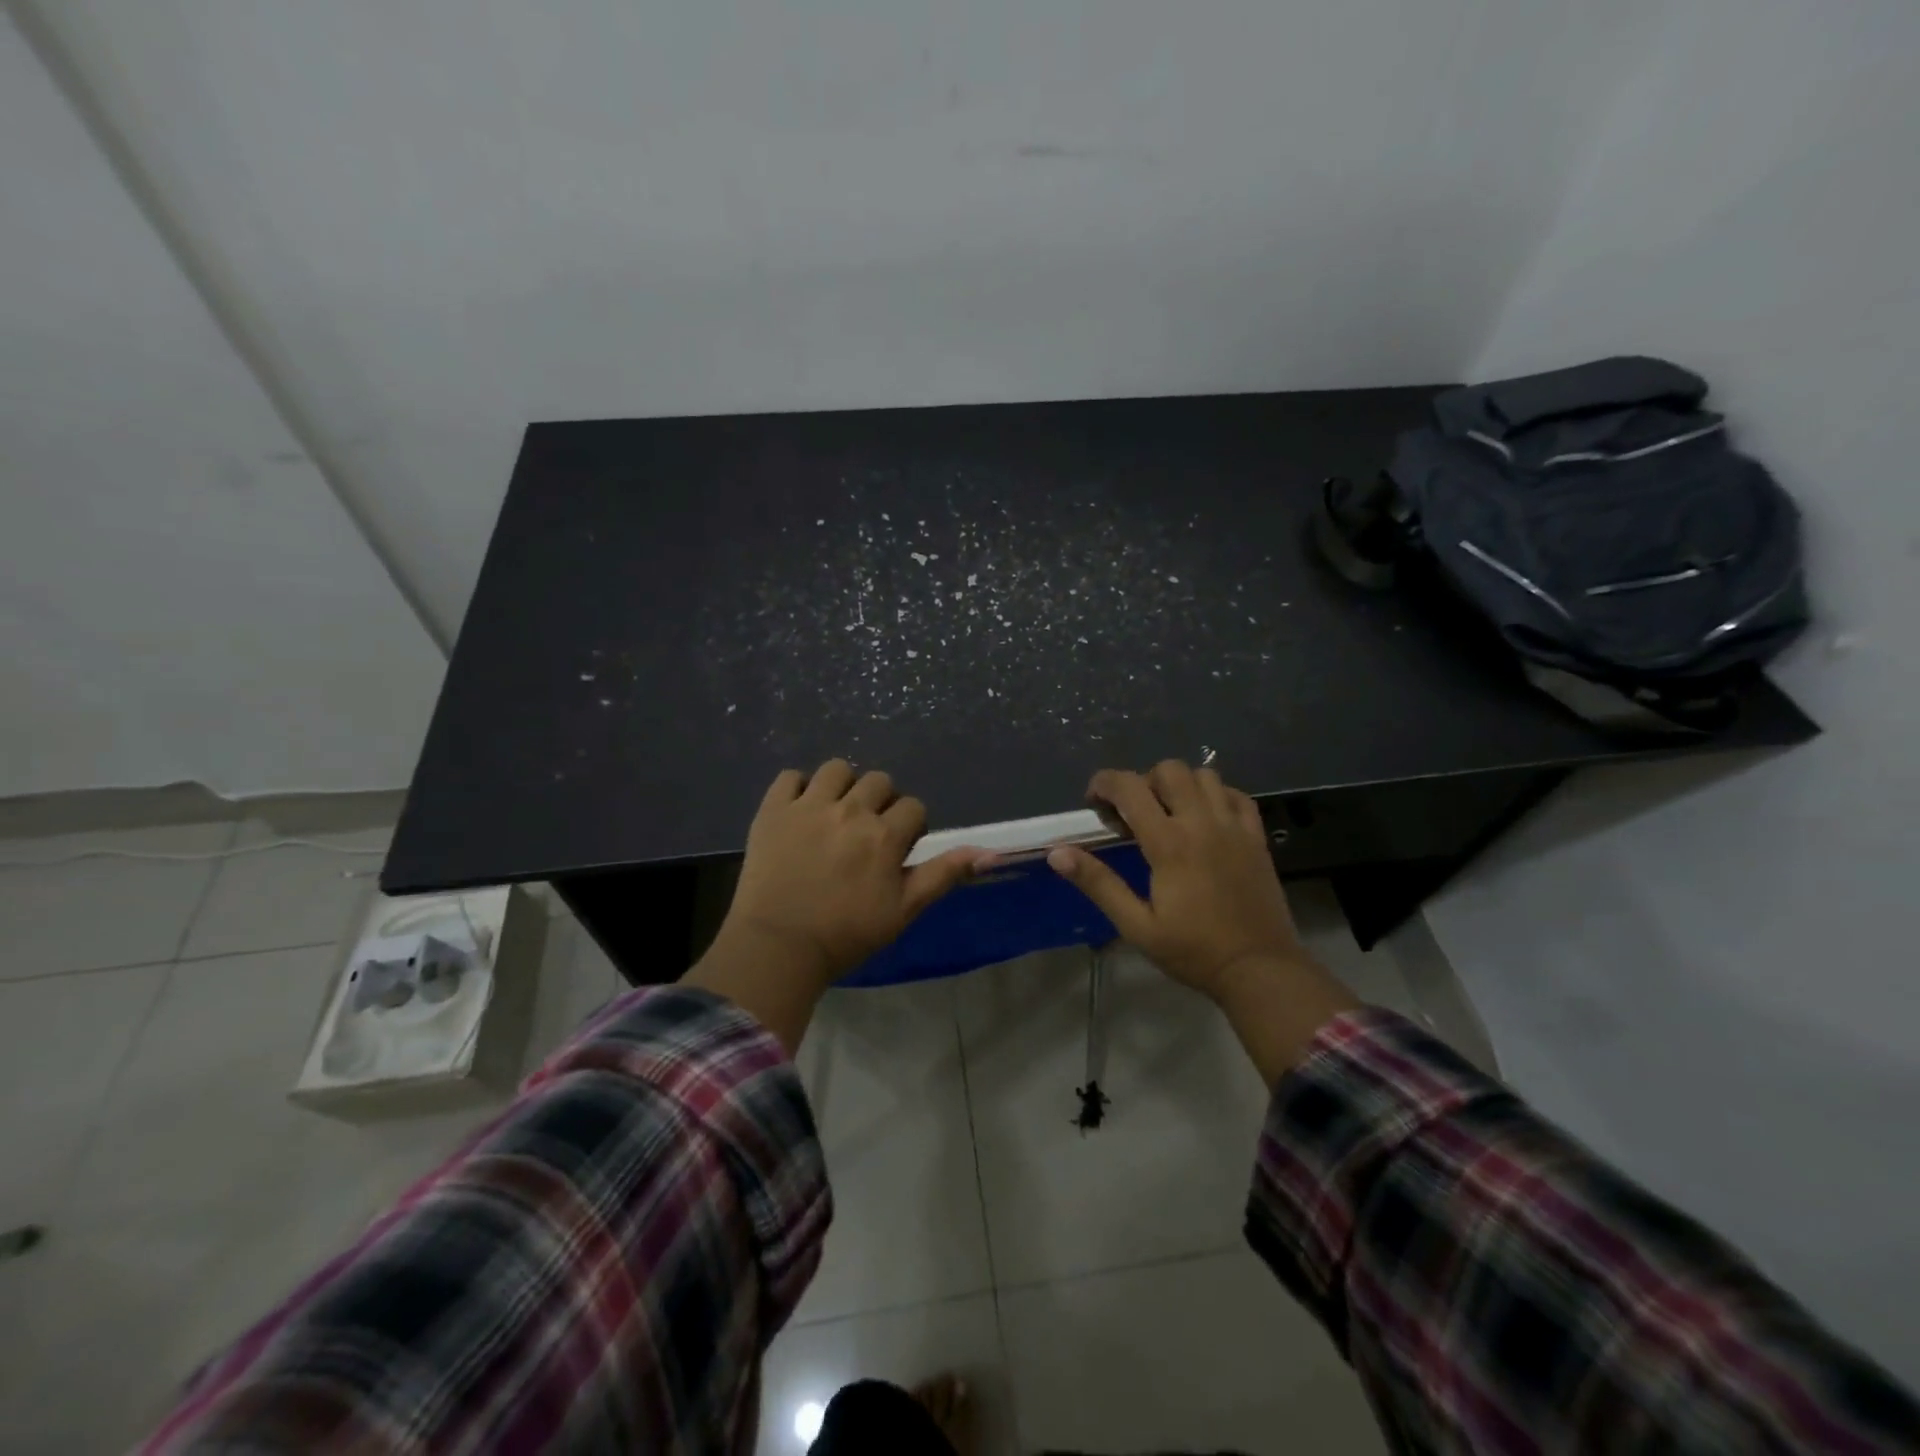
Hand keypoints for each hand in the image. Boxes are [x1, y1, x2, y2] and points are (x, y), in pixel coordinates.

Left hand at [719, 759, 993, 986]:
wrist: (778, 947)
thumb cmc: (846, 934)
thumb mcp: (904, 910)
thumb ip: (944, 874)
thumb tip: (990, 852)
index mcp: (884, 835)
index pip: (913, 807)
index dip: (910, 827)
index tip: (897, 850)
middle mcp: (851, 810)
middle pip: (879, 781)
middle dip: (881, 803)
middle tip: (867, 833)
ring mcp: (808, 805)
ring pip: (838, 769)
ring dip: (843, 786)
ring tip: (835, 813)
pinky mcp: (773, 809)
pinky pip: (791, 776)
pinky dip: (799, 787)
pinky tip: (800, 810)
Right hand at [1047, 760, 1308, 1001]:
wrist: (1259, 970)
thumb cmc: (1193, 951)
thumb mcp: (1136, 925)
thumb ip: (1098, 883)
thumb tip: (1057, 853)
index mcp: (1169, 843)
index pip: (1130, 787)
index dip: (1105, 783)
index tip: (1094, 801)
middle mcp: (1202, 823)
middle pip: (1169, 770)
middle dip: (1143, 781)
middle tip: (1133, 813)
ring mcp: (1234, 826)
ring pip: (1204, 775)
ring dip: (1180, 785)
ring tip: (1169, 813)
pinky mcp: (1256, 837)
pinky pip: (1236, 795)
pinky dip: (1216, 795)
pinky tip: (1205, 819)